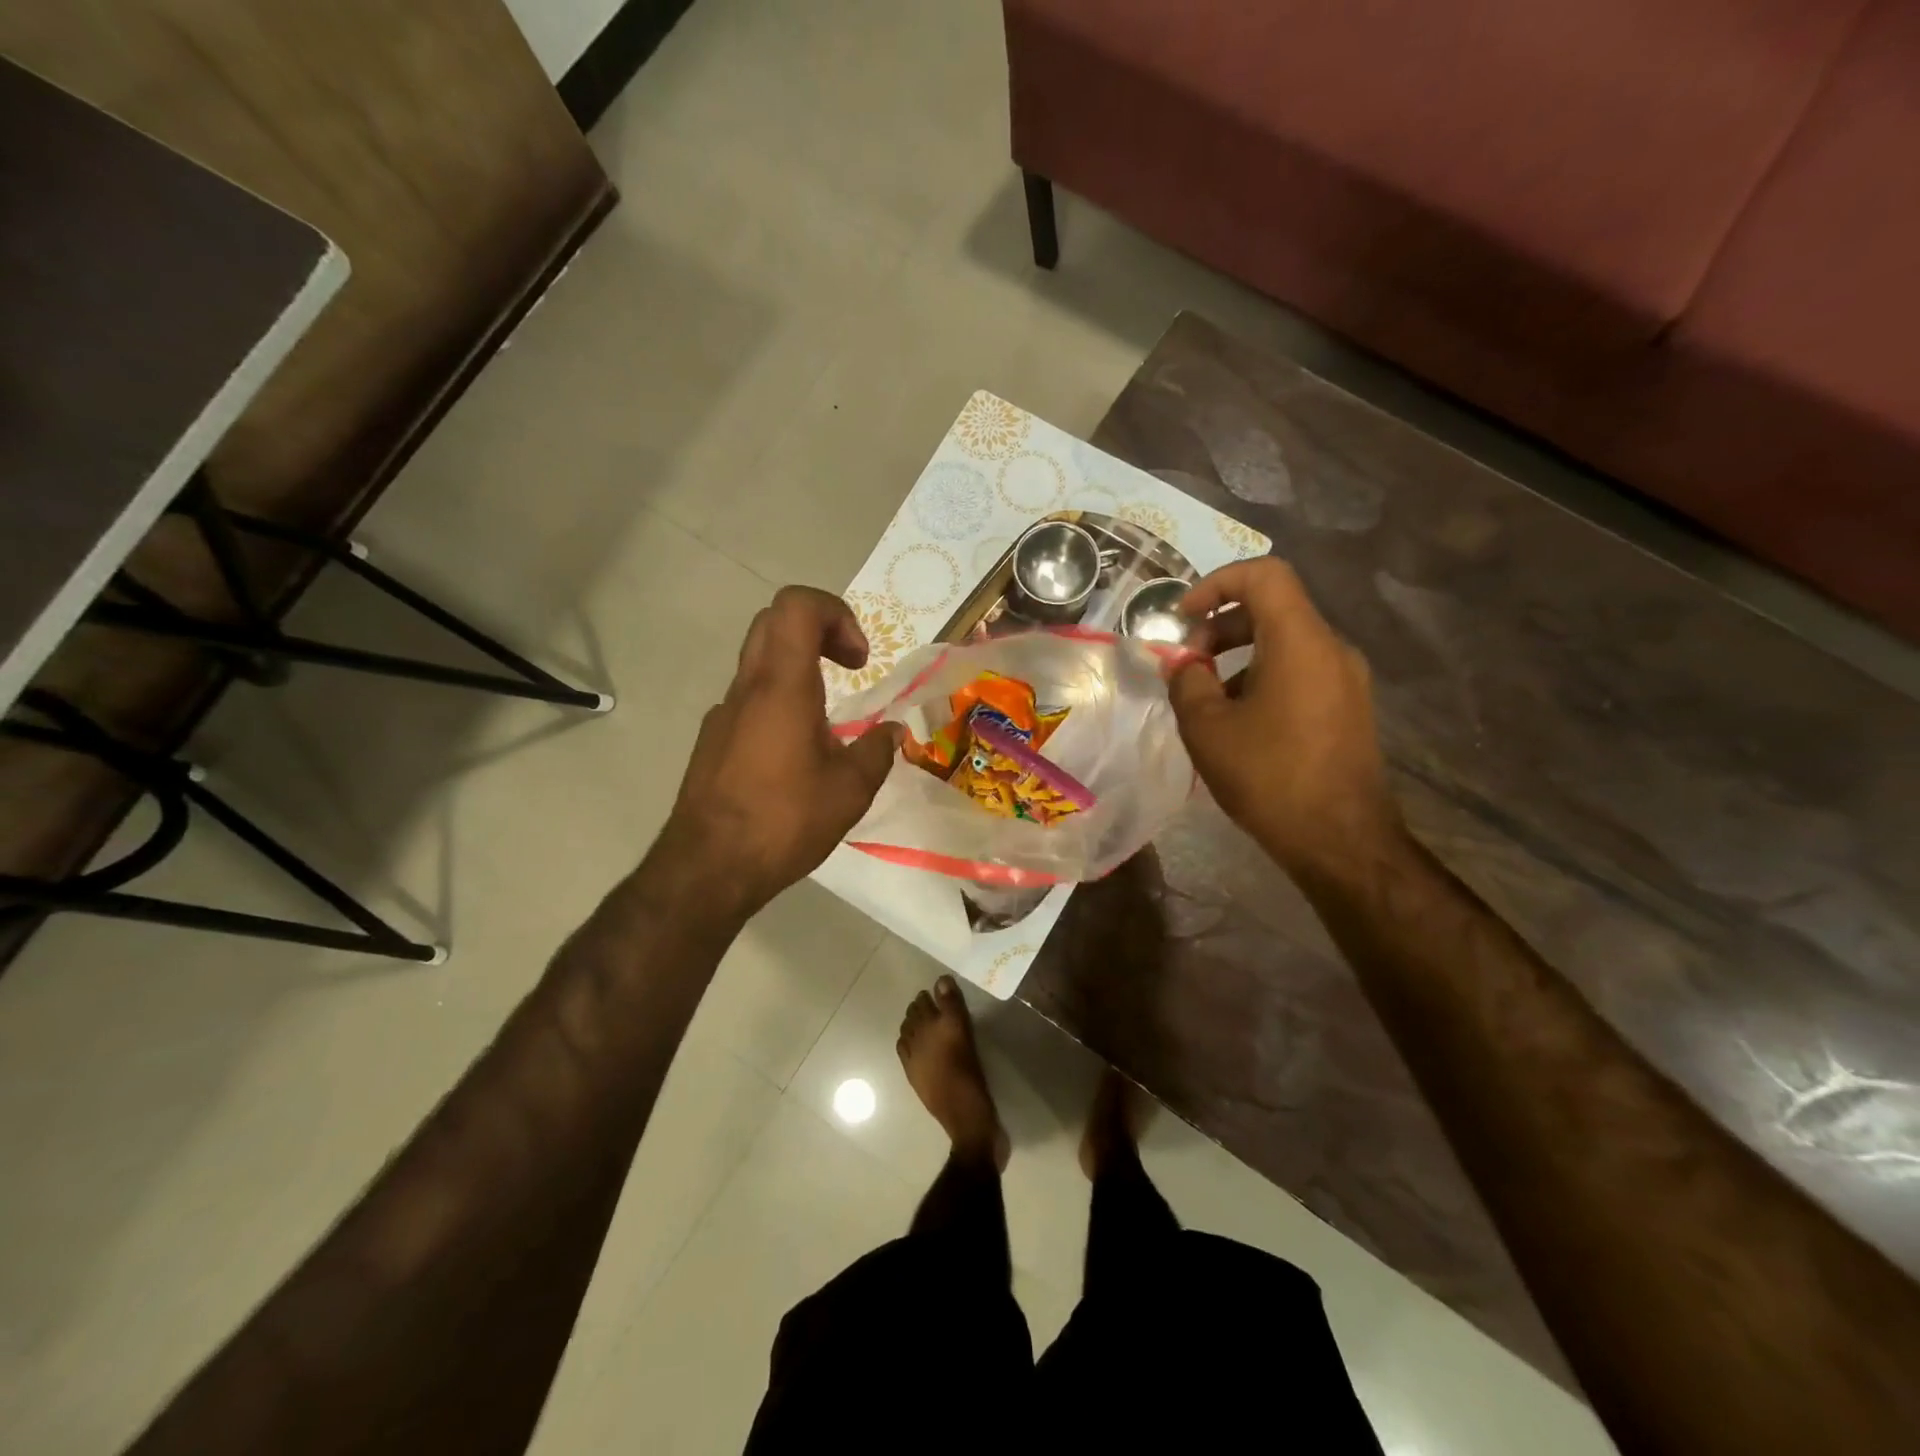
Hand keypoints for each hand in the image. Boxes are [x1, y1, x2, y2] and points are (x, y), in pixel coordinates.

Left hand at [659, 586, 900, 919]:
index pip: (797, 605)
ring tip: (827, 722)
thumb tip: (891, 732)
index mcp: (782, 687)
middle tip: (849, 669)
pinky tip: (794, 755)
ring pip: (759, 660)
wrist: (707, 868)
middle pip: (775, 621)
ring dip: (799, 668)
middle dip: (820, 630)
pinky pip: (749, 698)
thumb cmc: (784, 822)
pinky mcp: (712, 740)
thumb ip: (877, 752)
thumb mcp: (850, 791)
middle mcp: (747, 688)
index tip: (859, 661)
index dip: (836, 614)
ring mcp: (724, 713)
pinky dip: (779, 701)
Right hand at [1169, 559, 1401, 875]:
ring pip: (1286, 642)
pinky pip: (1301, 671)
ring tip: (1207, 698)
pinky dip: (1263, 677)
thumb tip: (1184, 665)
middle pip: (1273, 608)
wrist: (1340, 840)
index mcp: (1300, 641)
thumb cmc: (1269, 776)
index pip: (1263, 574)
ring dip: (1239, 655)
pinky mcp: (1350, 707)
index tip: (1183, 617)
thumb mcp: (1207, 728)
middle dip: (1221, 625)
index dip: (1216, 583)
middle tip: (1188, 664)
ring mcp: (1347, 679)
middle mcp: (1331, 648)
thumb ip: (1186, 682)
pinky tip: (1240, 722)